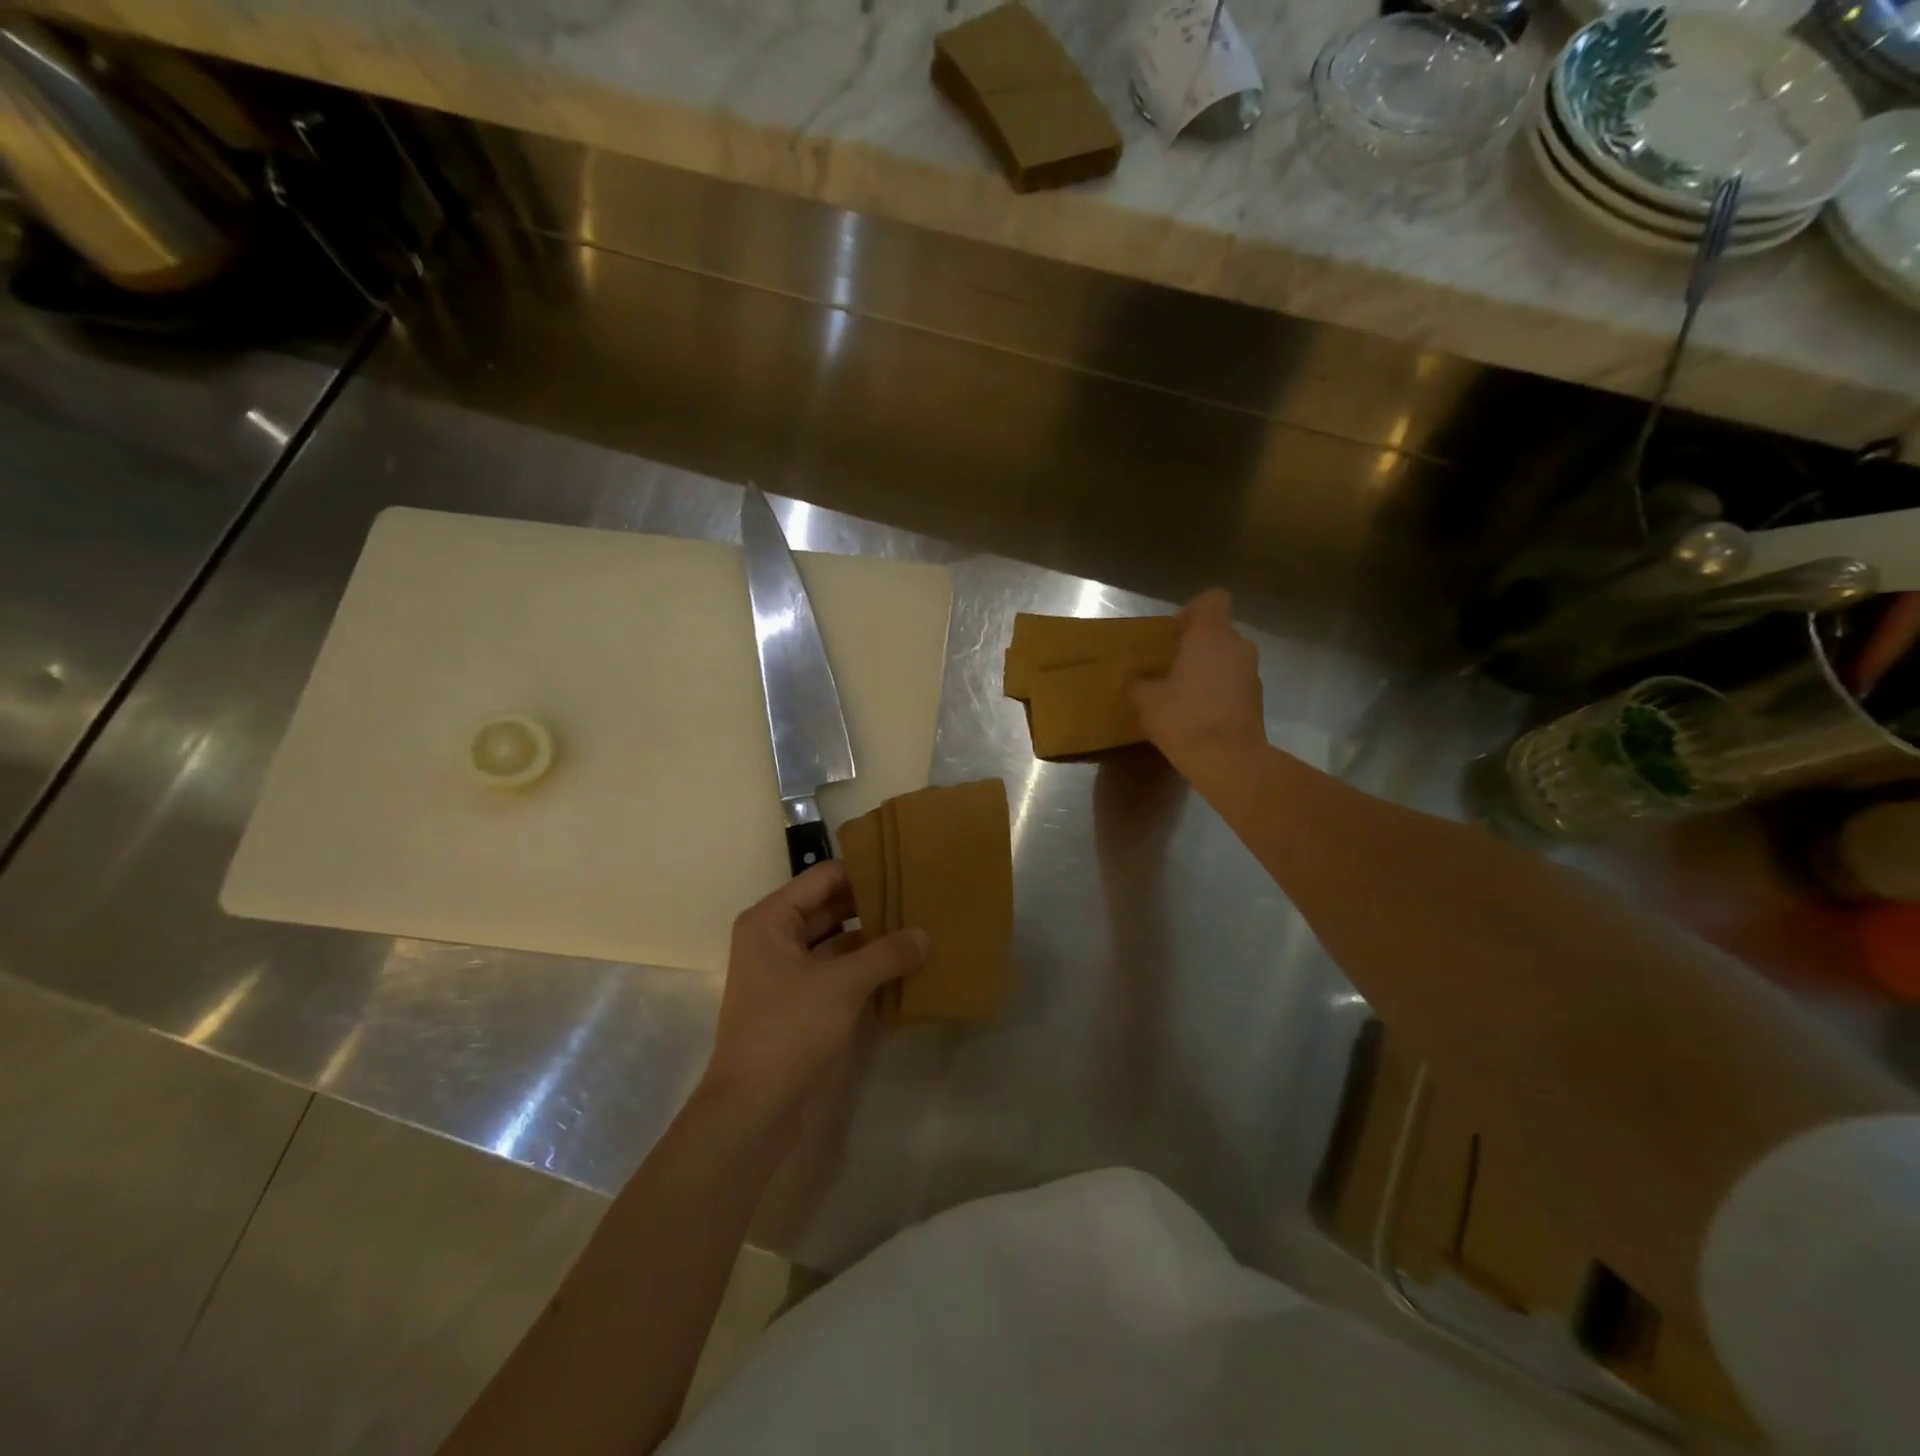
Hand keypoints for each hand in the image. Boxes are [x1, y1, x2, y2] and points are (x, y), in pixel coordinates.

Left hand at [702, 862, 928, 1117]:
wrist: (752, 1108)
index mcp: (772, 919)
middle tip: (920, 899)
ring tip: (918, 929)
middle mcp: (775, 937)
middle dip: (873, 905)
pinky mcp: (798, 1001)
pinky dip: (864, 967)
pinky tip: (901, 967)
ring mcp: (786, 971)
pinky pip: (836, 970)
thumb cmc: (789, 1029)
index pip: (824, 878)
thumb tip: (925, 934)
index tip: (906, 870)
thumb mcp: (843, 985)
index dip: (864, 872)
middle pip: (830, 906)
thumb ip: (886, 953)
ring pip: (836, 940)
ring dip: (871, 938)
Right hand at [1131, 589, 1266, 777]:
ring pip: (1227, 659)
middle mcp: (1237, 646)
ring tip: (1182, 694)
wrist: (1229, 761)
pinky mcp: (1256, 700)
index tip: (1174, 633)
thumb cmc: (1184, 719)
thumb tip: (1133, 681)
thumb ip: (1137, 684)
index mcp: (1211, 635)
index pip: (1213, 600)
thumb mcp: (1145, 701)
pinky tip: (1197, 715)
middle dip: (1196, 645)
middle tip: (1170, 666)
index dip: (1193, 611)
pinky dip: (1218, 692)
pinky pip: (1233, 683)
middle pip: (1218, 631)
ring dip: (1207, 669)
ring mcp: (1251, 673)